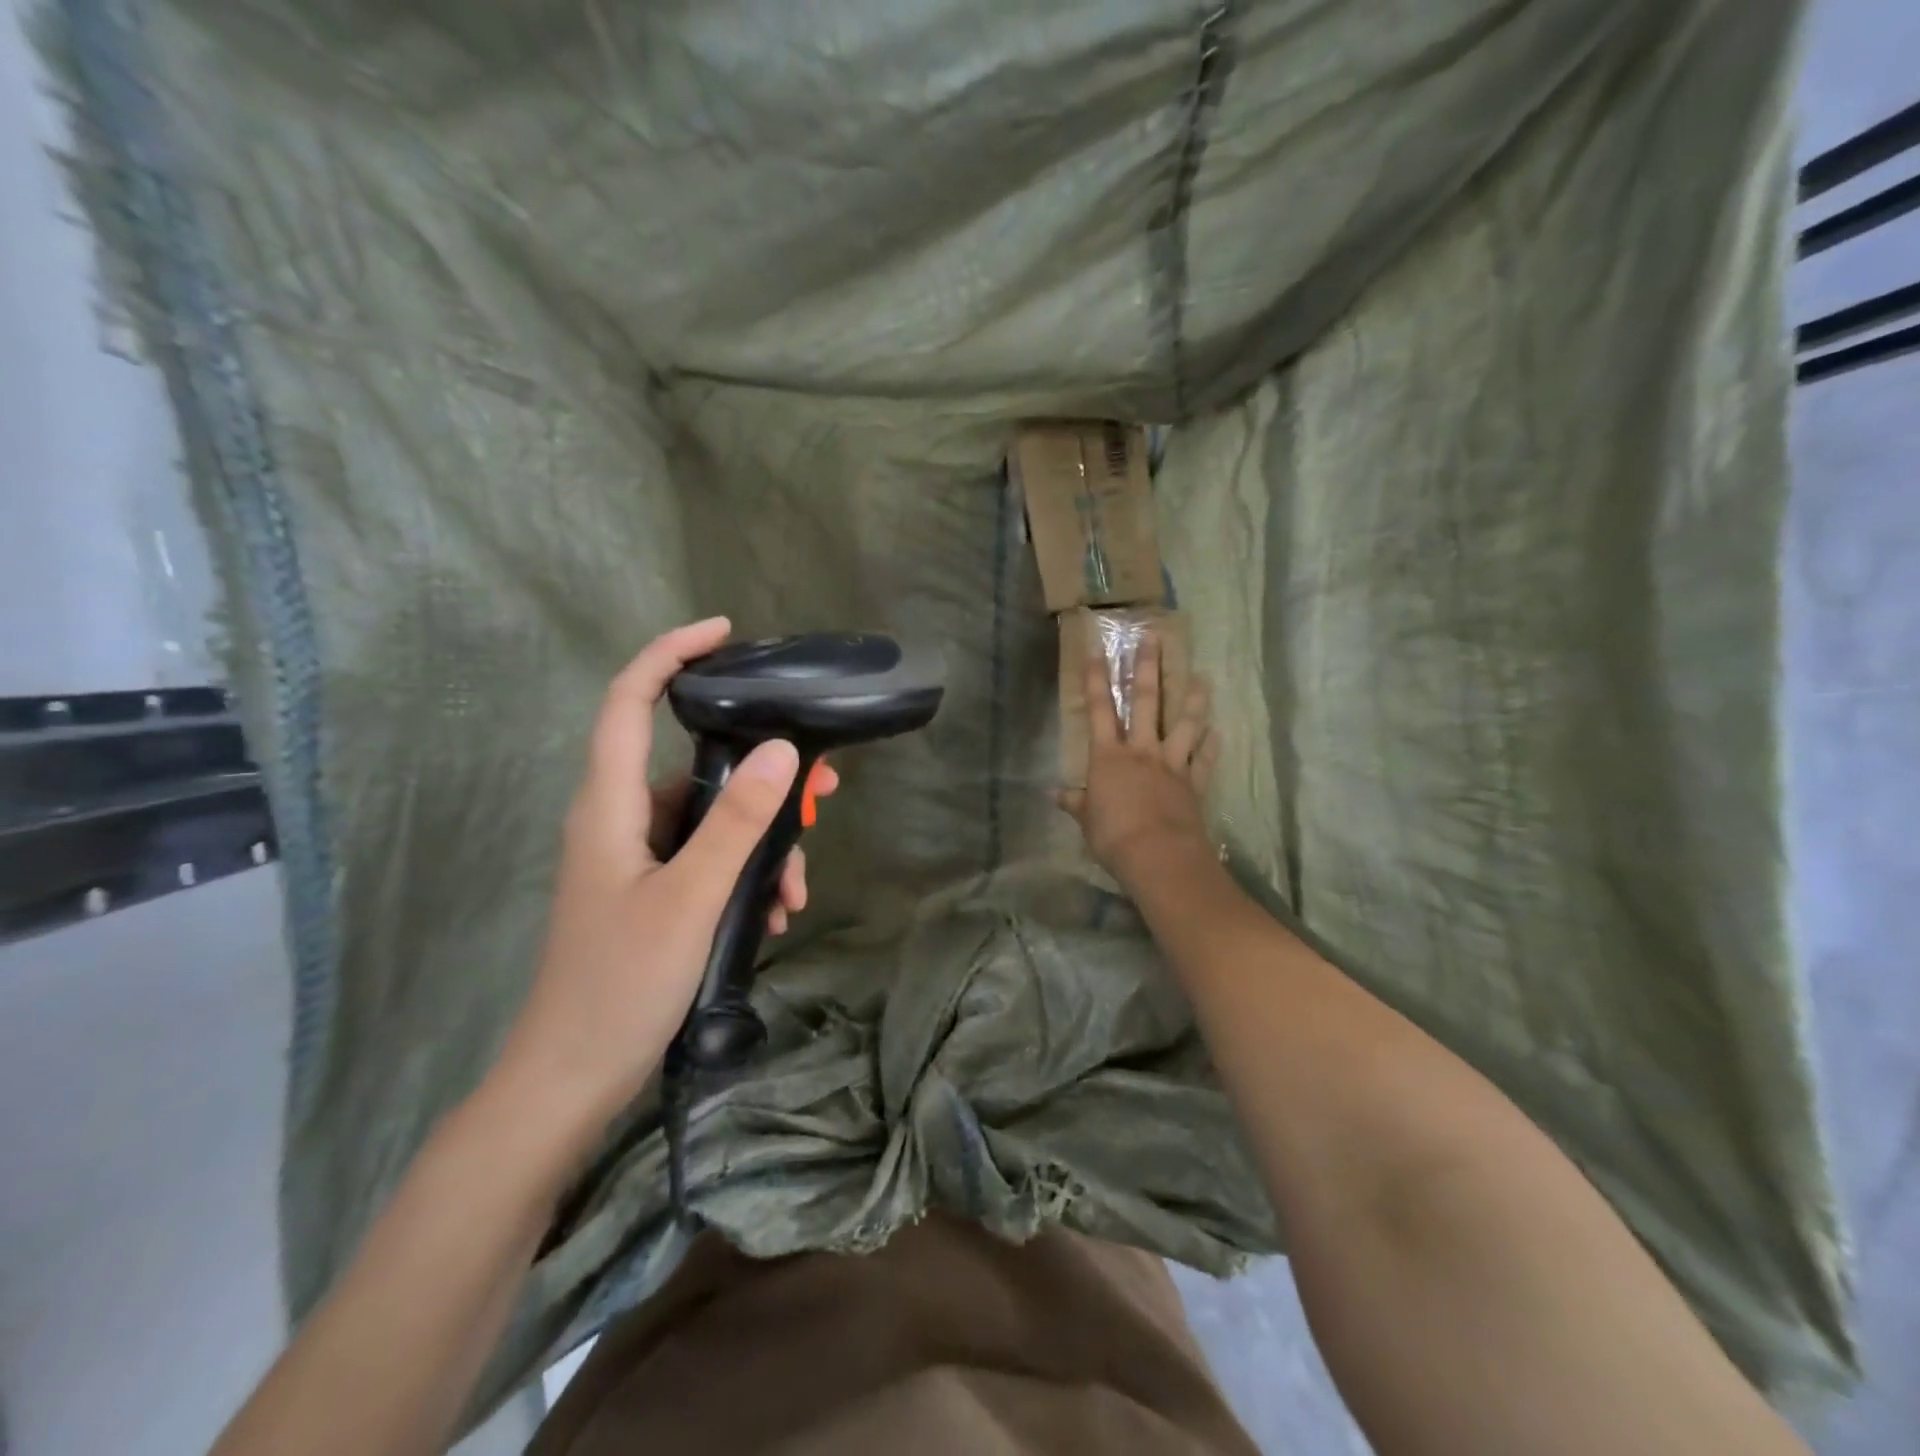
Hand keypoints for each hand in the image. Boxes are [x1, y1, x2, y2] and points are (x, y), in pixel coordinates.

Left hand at [493, 617, 826, 1131]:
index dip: (670, 655)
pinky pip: (709, 859)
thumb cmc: (619, 985)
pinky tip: (778, 911)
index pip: (629, 701)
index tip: (724, 633)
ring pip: (712, 819)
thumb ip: (736, 824)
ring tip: (800, 882)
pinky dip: (746, 873)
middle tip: (823, 784)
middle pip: (693, 763)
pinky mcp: (654, 890)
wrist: (571, 1080)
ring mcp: (638, 858)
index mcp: (610, 805)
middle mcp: (620, 819)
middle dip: (760, 770)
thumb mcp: (690, 900)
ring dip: (762, 839)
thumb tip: (781, 750)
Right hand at [1059, 629, 1217, 885]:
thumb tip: (1053, 794)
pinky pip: (1204, 760)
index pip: (1099, 710)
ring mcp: (1171, 765)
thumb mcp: (1086, 820)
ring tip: (1202, 678)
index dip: (1096, 678)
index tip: (1097, 649)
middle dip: (1147, 669)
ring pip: (1184, 725)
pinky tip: (1218, 731)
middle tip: (1154, 638)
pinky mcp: (1193, 783)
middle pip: (1146, 703)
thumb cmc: (1113, 837)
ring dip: (1192, 701)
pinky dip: (1211, 745)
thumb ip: (1075, 802)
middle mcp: (1141, 751)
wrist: (1158, 855)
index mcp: (1108, 757)